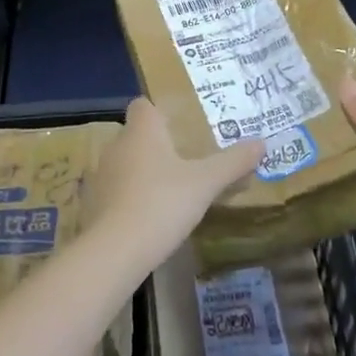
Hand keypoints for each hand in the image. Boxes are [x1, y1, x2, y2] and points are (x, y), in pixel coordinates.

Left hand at [86, 98, 264, 268]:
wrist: (115, 251)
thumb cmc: (162, 203)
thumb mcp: (205, 183)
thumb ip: (233, 162)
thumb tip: (262, 142)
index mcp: (142, 131)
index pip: (142, 105)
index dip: (159, 111)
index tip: (180, 125)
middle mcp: (117, 145)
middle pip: (136, 134)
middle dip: (157, 144)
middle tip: (185, 159)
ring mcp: (101, 175)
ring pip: (125, 163)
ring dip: (143, 172)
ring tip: (170, 190)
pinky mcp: (93, 204)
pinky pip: (116, 190)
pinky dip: (130, 197)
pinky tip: (150, 216)